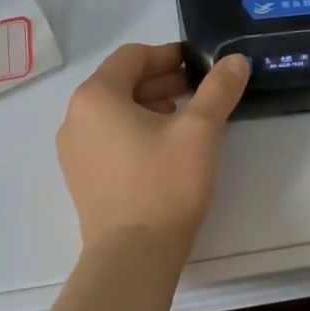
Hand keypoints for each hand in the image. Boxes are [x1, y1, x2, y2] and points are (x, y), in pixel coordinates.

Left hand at [55, 43, 248, 252]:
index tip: (200, 64)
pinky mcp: (81, 177)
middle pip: (121, 82)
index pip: (132, 56)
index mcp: (96, 96)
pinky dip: (135, 130)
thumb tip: (236, 60)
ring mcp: (73, 150)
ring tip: (186, 118)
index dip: (169, 54)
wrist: (133, 256)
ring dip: (151, 105)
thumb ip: (218, 89)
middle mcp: (75, 117)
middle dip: (162, 80)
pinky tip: (164, 148)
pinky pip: (108, 137)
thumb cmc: (164, 183)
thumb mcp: (200, 131)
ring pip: (115, 111)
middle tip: (200, 89)